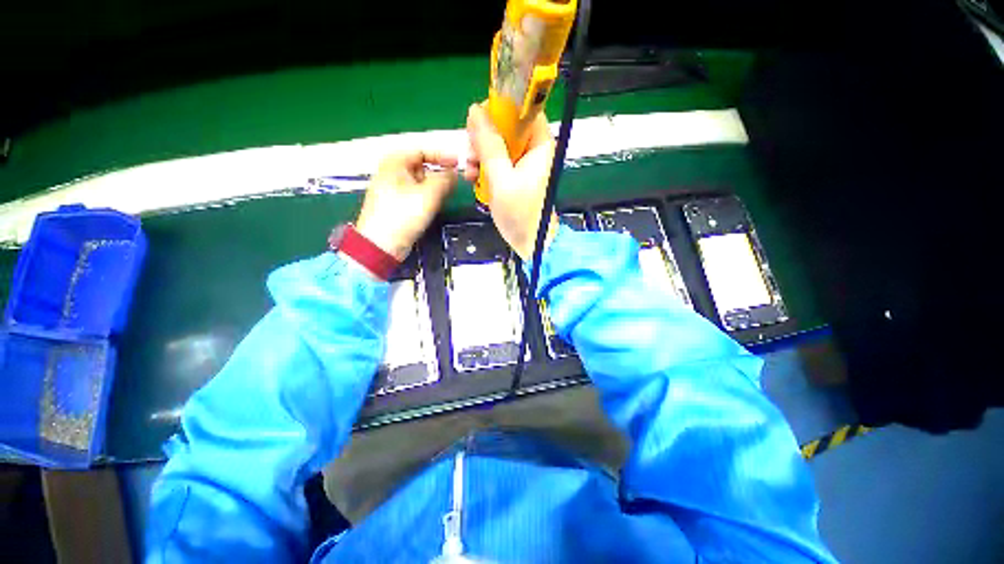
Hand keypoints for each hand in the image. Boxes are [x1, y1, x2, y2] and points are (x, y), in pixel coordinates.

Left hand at [355, 150, 458, 260]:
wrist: (381, 244)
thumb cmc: (403, 214)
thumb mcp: (429, 194)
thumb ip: (445, 179)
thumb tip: (455, 173)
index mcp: (395, 162)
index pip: (422, 151)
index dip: (443, 156)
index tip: (459, 164)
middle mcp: (392, 173)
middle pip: (421, 167)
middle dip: (440, 173)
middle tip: (456, 182)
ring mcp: (393, 190)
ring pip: (420, 183)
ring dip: (435, 187)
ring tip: (448, 194)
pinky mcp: (396, 205)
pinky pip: (416, 195)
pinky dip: (427, 197)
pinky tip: (435, 205)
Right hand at [465, 103, 558, 259]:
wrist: (530, 242)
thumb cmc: (520, 214)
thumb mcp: (501, 179)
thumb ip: (489, 145)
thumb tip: (475, 110)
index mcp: (539, 144)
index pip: (523, 109)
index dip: (500, 109)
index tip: (479, 123)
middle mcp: (533, 149)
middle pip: (507, 126)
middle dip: (485, 137)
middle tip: (472, 153)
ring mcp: (523, 163)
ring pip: (498, 143)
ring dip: (480, 154)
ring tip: (471, 172)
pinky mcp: (515, 175)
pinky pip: (497, 161)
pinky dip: (484, 167)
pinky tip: (474, 178)